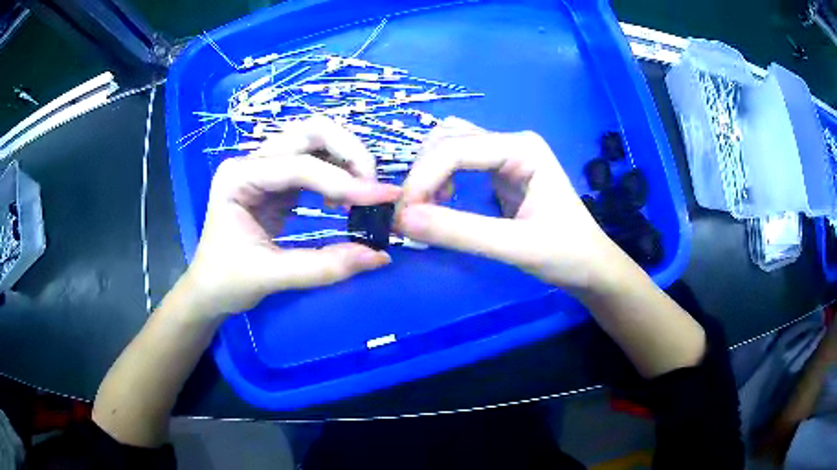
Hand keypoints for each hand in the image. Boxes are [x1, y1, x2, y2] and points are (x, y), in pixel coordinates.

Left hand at [182, 116, 401, 317]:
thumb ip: (323, 267)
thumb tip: (379, 257)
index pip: (298, 167)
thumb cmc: (227, 281)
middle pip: (310, 132)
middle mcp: (251, 162)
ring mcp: (264, 167)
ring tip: (361, 194)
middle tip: (372, 187)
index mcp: (238, 178)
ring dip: (346, 158)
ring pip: (315, 140)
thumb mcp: (271, 277)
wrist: (208, 289)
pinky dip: (338, 172)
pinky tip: (344, 198)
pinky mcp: (277, 180)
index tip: (384, 198)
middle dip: (349, 152)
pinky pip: (315, 162)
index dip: (344, 180)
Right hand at [396, 118, 618, 290]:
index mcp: (522, 148)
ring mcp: (505, 154)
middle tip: (411, 214)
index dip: (422, 178)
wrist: (590, 266)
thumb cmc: (565, 255)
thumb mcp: (515, 246)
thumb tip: (401, 220)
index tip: (401, 216)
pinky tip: (442, 201)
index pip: (456, 148)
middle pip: (448, 138)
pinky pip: (457, 161)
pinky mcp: (500, 170)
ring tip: (427, 207)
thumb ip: (459, 232)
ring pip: (449, 145)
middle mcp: (511, 142)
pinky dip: (440, 177)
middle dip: (423, 172)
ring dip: (429, 172)